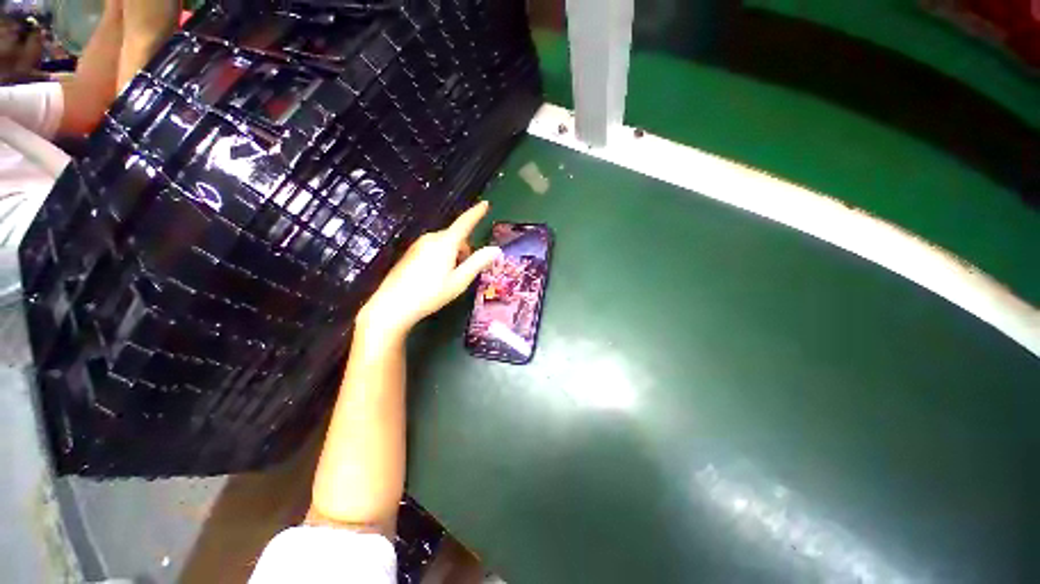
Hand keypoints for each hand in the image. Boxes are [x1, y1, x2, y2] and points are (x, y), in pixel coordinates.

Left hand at [358, 201, 500, 338]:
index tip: (485, 204)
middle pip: (455, 237)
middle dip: (464, 249)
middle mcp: (431, 238)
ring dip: (452, 254)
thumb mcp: (459, 281)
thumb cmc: (430, 293)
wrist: (392, 305)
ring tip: (448, 277)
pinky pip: (432, 248)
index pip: (464, 223)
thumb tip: (495, 249)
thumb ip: (478, 263)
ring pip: (443, 243)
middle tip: (464, 271)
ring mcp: (418, 245)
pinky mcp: (410, 253)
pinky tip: (434, 277)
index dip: (476, 213)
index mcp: (445, 243)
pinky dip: (440, 257)